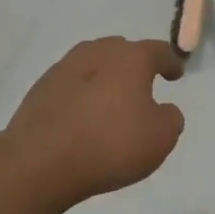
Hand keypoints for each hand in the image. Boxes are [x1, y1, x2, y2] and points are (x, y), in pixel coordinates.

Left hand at [3, 38, 185, 203]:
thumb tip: (163, 110)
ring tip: (110, 101)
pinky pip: (71, 85)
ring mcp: (63, 68)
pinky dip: (81, 95)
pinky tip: (83, 117)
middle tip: (142, 85)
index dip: (170, 62)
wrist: (39, 163)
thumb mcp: (160, 138)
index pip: (157, 51)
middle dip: (134, 64)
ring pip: (92, 65)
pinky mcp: (39, 90)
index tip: (176, 74)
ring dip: (104, 78)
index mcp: (130, 58)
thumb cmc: (110, 144)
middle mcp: (97, 53)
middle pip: (121, 51)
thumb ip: (170, 118)